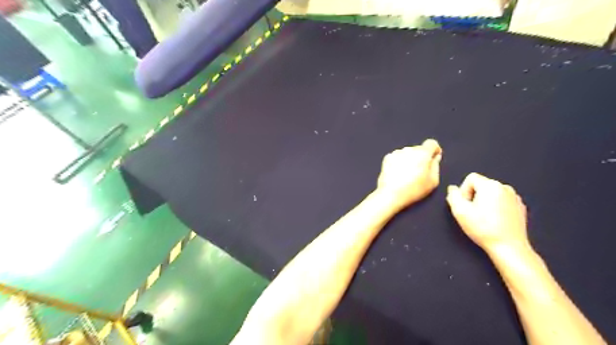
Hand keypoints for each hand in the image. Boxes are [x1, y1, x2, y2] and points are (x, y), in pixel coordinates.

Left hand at [375, 138, 443, 210]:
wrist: (391, 194)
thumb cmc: (414, 189)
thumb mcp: (433, 181)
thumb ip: (436, 166)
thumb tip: (435, 157)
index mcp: (422, 153)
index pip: (431, 143)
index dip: (434, 149)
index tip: (434, 158)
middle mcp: (409, 149)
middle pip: (419, 149)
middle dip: (422, 156)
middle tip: (420, 171)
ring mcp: (396, 153)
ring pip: (407, 153)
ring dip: (410, 159)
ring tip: (408, 173)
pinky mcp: (387, 158)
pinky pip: (398, 157)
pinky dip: (400, 162)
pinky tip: (399, 173)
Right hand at [445, 173, 526, 251]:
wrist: (509, 247)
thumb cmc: (483, 228)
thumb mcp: (459, 211)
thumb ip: (453, 196)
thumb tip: (453, 189)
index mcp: (490, 185)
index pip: (471, 178)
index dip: (463, 190)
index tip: (465, 205)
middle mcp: (505, 187)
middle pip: (481, 185)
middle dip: (474, 196)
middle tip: (472, 213)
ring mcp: (515, 197)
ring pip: (492, 193)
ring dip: (485, 202)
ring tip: (483, 218)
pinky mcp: (520, 208)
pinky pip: (502, 201)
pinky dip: (496, 208)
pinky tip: (494, 221)